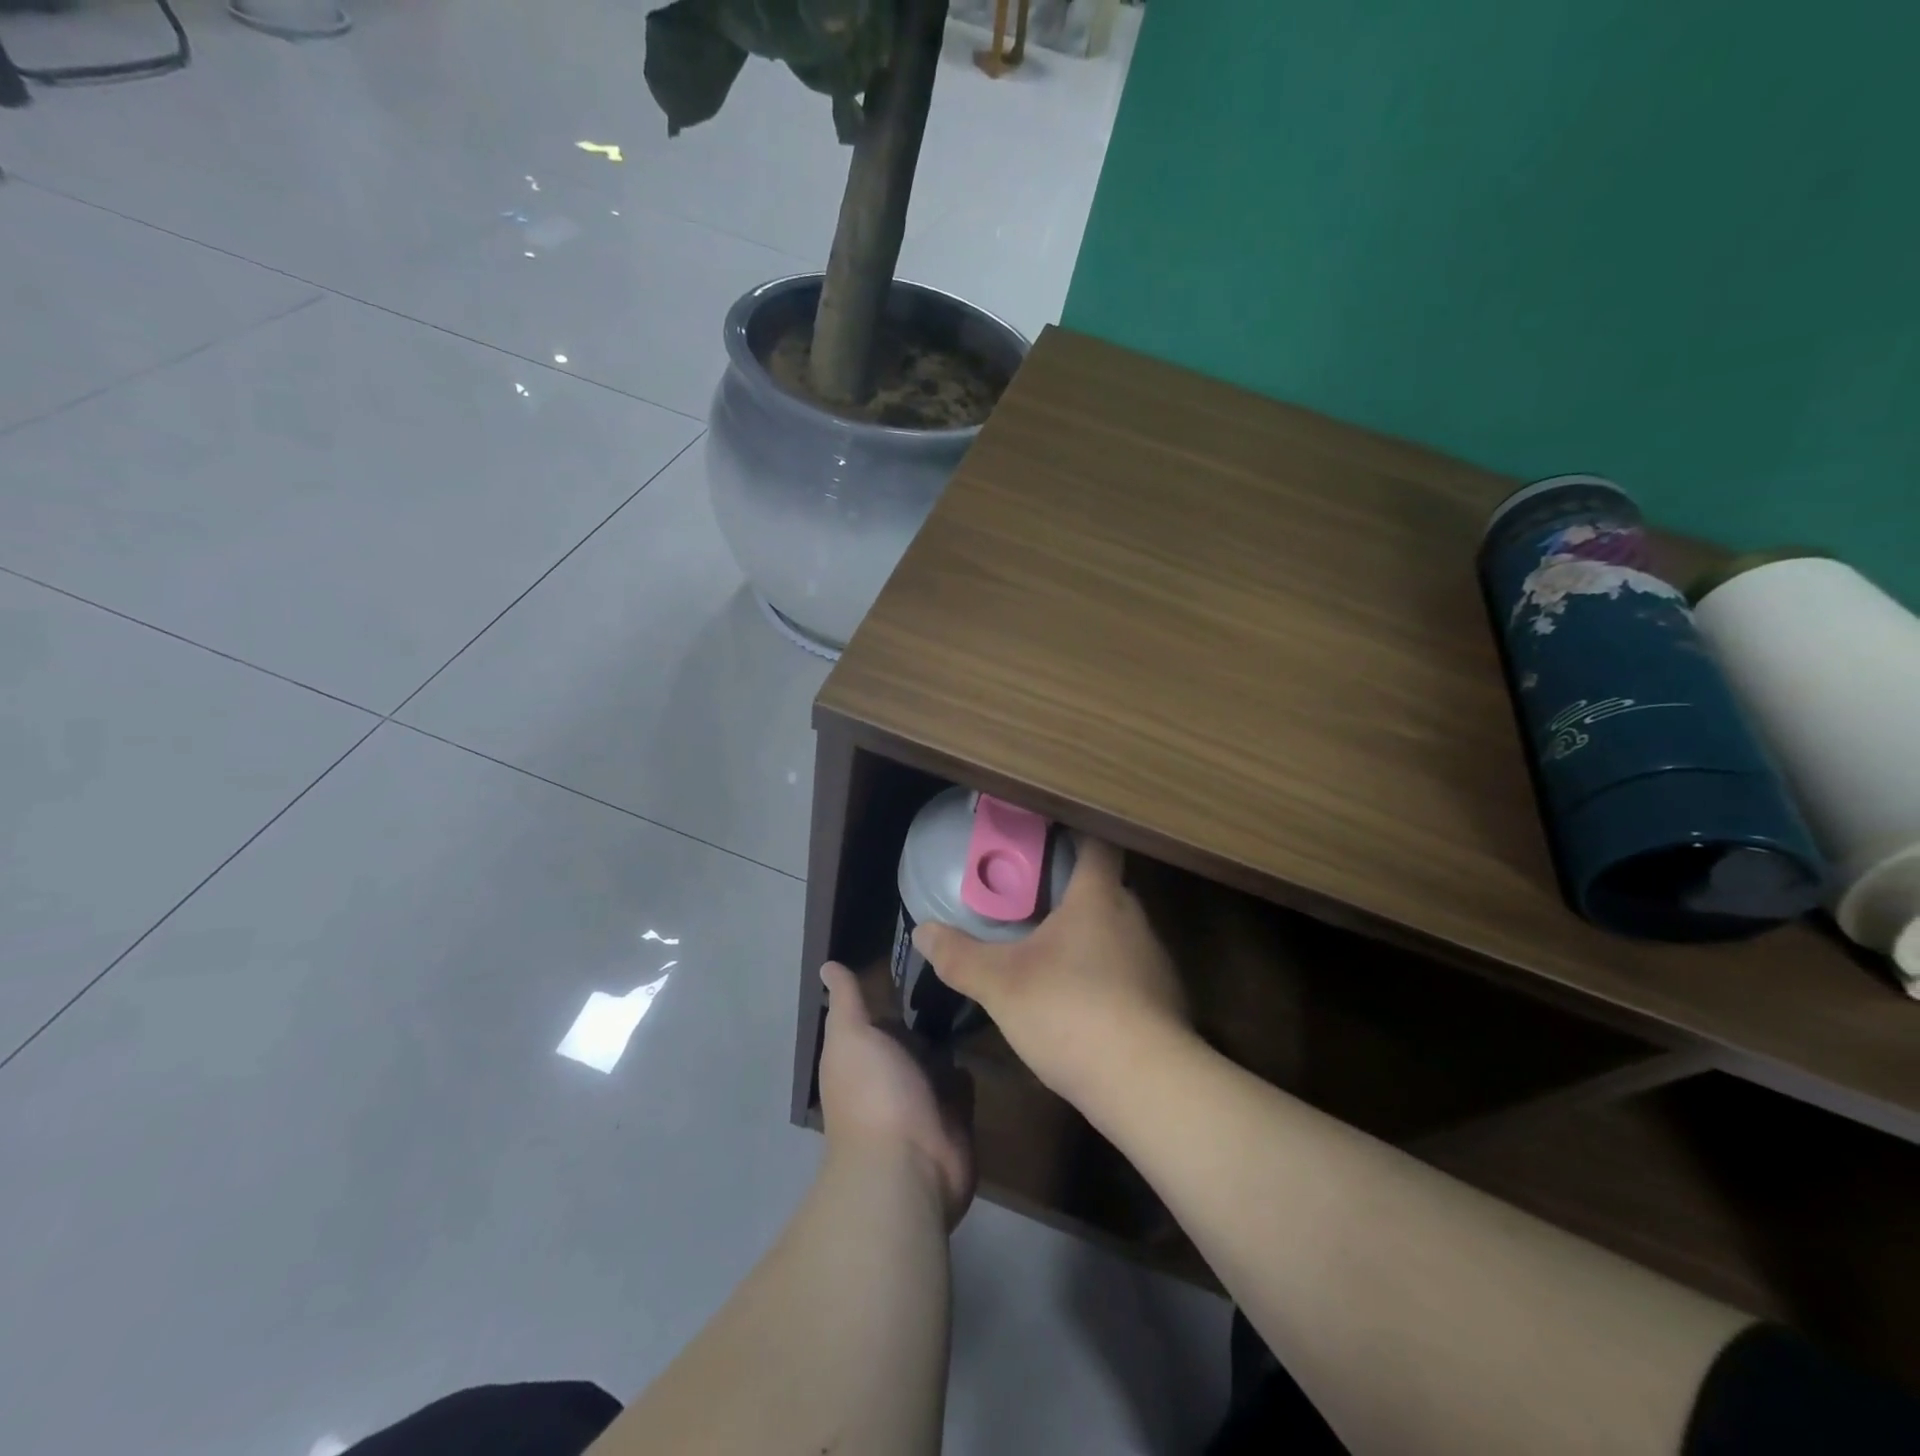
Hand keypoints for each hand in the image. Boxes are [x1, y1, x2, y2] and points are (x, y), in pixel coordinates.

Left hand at [817, 961, 975, 1225]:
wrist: (909, 1166)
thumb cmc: (874, 1092)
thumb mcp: (852, 1037)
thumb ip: (847, 1001)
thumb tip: (827, 964)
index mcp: (863, 1053)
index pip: (879, 1011)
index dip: (895, 984)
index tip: (924, 945)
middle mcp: (890, 1072)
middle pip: (913, 1032)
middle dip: (931, 1007)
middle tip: (963, 962)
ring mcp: (923, 1096)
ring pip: (940, 1054)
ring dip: (953, 1034)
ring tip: (982, 988)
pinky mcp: (954, 1114)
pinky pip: (964, 1080)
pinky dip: (970, 1064)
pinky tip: (990, 1036)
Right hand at [911, 838, 1190, 1110]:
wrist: (1146, 1085)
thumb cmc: (1070, 1010)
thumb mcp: (1000, 984)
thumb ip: (959, 956)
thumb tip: (923, 931)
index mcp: (1099, 897)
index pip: (1097, 843)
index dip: (1075, 832)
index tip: (1046, 835)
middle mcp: (1135, 918)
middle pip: (1105, 887)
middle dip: (1072, 889)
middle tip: (1032, 898)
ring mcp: (1155, 960)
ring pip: (1117, 931)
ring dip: (1089, 935)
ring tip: (1051, 949)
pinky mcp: (1165, 999)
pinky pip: (1129, 970)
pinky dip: (1106, 974)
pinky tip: (1081, 1000)